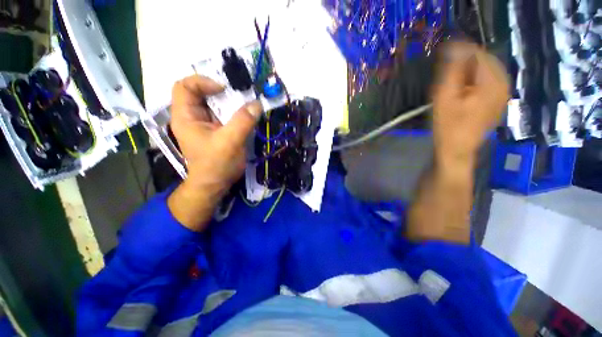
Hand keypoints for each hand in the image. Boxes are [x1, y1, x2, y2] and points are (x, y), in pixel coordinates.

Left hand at [167, 75, 262, 230]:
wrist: (216, 184)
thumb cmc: (216, 165)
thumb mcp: (229, 142)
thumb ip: (242, 122)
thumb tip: (257, 104)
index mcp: (186, 116)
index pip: (184, 86)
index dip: (202, 82)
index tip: (225, 89)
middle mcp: (193, 117)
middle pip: (202, 93)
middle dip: (221, 91)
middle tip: (241, 93)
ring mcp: (206, 123)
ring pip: (216, 104)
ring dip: (231, 101)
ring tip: (247, 102)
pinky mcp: (218, 130)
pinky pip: (225, 114)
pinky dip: (236, 111)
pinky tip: (247, 114)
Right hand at [432, 42, 509, 162]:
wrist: (457, 149)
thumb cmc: (448, 125)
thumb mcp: (445, 97)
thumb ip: (452, 70)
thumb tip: (454, 47)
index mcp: (493, 81)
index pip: (479, 54)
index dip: (460, 51)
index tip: (443, 52)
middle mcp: (504, 83)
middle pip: (485, 60)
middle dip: (465, 61)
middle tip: (446, 69)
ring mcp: (503, 93)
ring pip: (487, 70)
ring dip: (469, 70)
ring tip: (453, 79)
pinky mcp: (498, 100)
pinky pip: (489, 80)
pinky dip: (475, 78)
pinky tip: (463, 88)